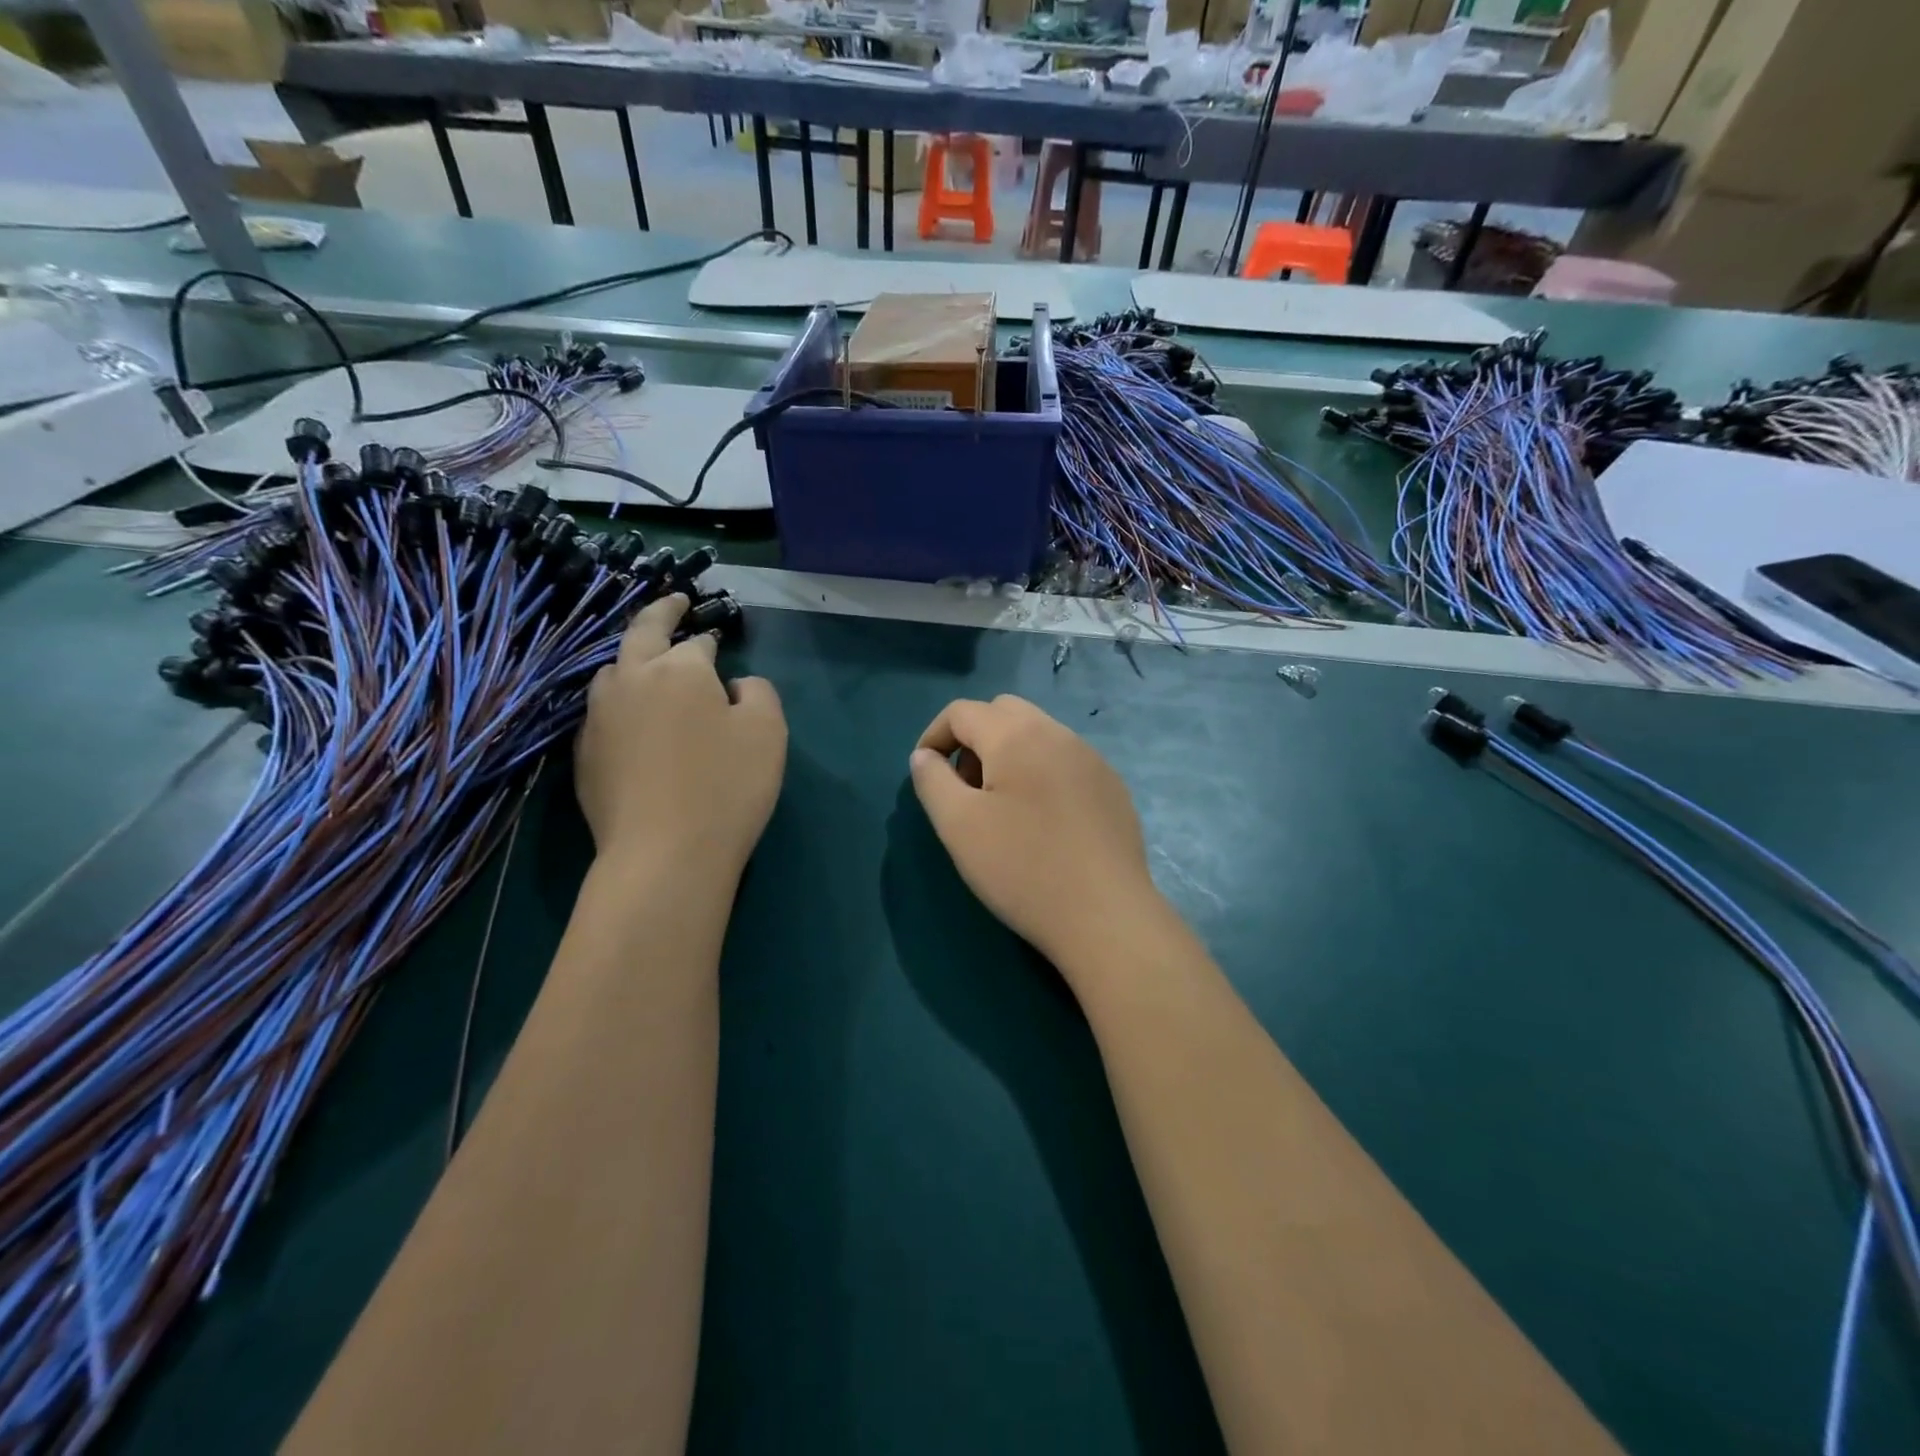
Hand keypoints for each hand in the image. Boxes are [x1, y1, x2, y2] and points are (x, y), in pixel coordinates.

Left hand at [576, 595, 786, 878]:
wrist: (664, 854)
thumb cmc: (727, 785)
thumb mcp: (769, 731)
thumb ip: (759, 691)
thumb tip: (735, 685)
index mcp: (679, 668)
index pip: (695, 641)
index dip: (709, 639)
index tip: (717, 640)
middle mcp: (631, 680)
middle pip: (641, 634)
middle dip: (660, 613)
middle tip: (674, 603)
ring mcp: (599, 717)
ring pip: (613, 671)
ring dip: (633, 659)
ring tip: (648, 663)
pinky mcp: (583, 755)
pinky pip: (602, 712)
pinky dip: (619, 701)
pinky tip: (631, 719)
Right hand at [909, 695, 1162, 974]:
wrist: (1105, 915)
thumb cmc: (1022, 867)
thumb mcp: (958, 825)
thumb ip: (932, 781)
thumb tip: (924, 756)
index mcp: (1017, 735)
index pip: (962, 712)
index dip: (933, 735)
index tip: (924, 772)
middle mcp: (1058, 734)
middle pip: (1003, 713)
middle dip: (973, 740)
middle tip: (965, 788)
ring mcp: (1092, 759)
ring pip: (1038, 735)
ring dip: (1008, 756)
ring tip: (1001, 809)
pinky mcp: (1112, 788)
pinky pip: (1066, 762)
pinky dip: (1041, 774)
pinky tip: (1043, 823)